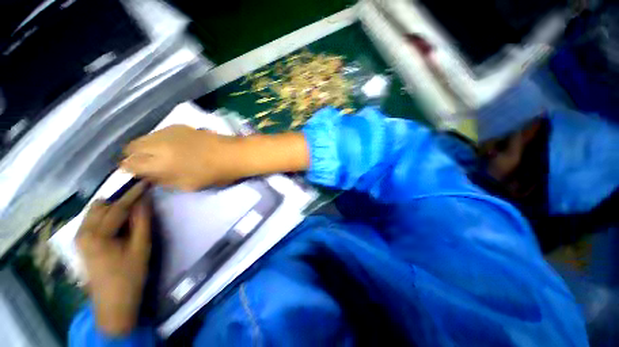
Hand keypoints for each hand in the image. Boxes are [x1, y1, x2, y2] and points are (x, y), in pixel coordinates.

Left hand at [76, 182, 150, 335]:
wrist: (113, 302)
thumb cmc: (130, 275)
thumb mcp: (141, 247)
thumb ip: (142, 221)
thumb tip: (145, 200)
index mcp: (97, 235)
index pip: (117, 206)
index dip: (133, 193)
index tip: (146, 181)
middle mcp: (82, 232)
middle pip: (102, 205)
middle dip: (121, 199)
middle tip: (141, 198)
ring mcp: (79, 237)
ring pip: (95, 210)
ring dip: (113, 206)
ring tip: (131, 210)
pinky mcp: (81, 242)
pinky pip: (93, 219)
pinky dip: (107, 214)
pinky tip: (119, 221)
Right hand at [121, 125, 244, 190]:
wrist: (232, 154)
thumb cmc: (213, 174)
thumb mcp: (186, 185)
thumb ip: (162, 180)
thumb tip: (147, 175)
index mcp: (159, 162)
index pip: (129, 164)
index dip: (128, 170)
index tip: (134, 174)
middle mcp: (158, 143)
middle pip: (131, 147)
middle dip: (133, 156)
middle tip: (145, 165)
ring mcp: (168, 131)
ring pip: (144, 137)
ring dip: (145, 147)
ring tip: (158, 155)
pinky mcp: (179, 126)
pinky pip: (159, 132)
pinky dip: (158, 140)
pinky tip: (170, 146)